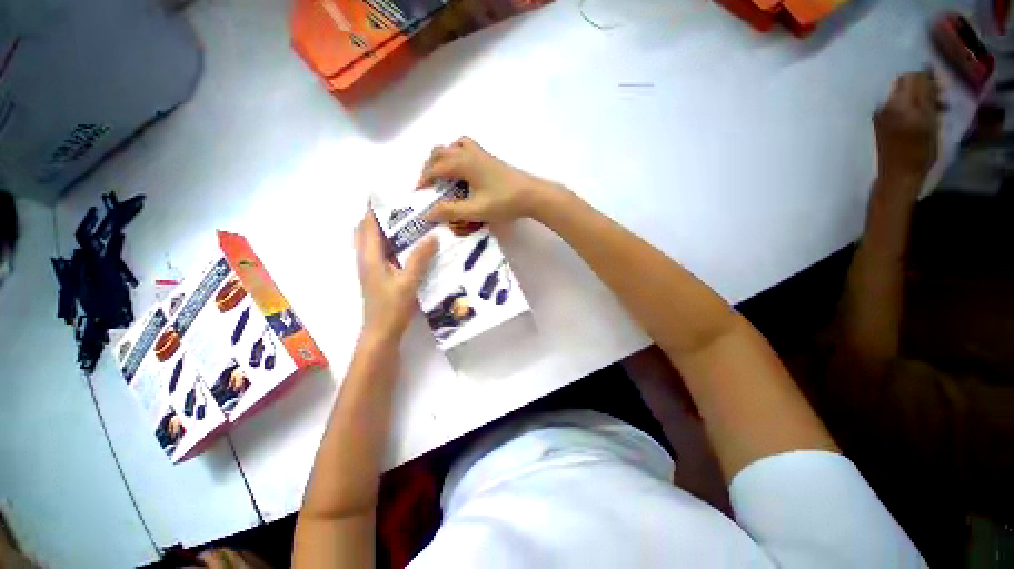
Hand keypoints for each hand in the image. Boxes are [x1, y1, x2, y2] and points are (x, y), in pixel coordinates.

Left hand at [355, 211, 436, 344]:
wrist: (381, 333)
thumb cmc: (392, 307)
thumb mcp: (409, 281)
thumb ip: (420, 258)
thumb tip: (433, 236)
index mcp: (370, 256)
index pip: (368, 224)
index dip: (374, 207)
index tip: (388, 193)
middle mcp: (366, 258)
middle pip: (366, 230)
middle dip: (379, 216)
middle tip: (402, 208)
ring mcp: (370, 268)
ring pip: (372, 241)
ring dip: (384, 229)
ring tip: (407, 222)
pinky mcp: (377, 276)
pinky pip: (380, 252)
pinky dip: (389, 243)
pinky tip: (408, 246)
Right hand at [417, 137, 556, 223]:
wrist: (532, 195)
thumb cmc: (503, 202)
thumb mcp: (475, 210)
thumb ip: (450, 211)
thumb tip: (427, 213)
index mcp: (463, 163)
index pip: (434, 168)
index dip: (423, 180)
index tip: (418, 194)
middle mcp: (469, 153)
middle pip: (440, 152)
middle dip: (430, 167)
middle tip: (429, 185)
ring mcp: (481, 154)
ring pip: (454, 146)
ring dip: (443, 157)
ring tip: (443, 175)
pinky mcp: (490, 159)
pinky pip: (467, 148)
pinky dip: (457, 154)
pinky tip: (463, 170)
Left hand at [874, 71, 941, 186]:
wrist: (898, 175)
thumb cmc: (919, 151)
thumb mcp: (930, 121)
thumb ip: (927, 95)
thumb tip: (927, 71)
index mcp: (898, 103)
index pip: (911, 76)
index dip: (927, 77)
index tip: (941, 88)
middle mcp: (884, 105)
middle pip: (904, 83)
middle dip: (923, 86)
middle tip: (940, 99)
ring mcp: (880, 115)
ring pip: (901, 94)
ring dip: (919, 97)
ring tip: (935, 110)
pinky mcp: (879, 124)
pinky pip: (896, 107)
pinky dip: (911, 107)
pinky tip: (923, 119)